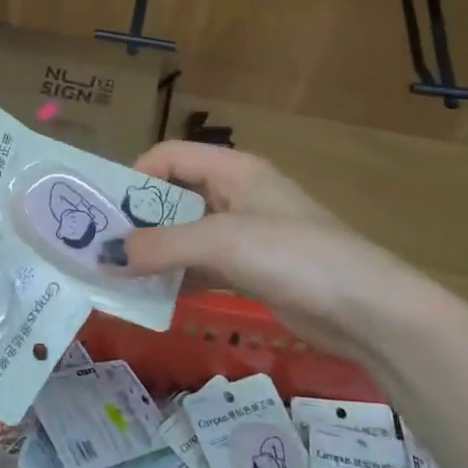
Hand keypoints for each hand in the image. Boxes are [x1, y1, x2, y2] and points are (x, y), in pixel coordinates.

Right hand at [113, 142, 442, 359]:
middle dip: (137, 220)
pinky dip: (177, 278)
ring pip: (185, 235)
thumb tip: (104, 257)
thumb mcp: (221, 242)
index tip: (103, 211)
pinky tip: (151, 296)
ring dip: (154, 253)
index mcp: (232, 169)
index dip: (134, 177)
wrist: (368, 311)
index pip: (169, 156)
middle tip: (99, 248)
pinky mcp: (252, 271)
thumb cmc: (293, 255)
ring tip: (115, 276)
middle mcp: (236, 195)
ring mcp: (245, 235)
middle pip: (174, 197)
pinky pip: (201, 266)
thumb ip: (160, 246)